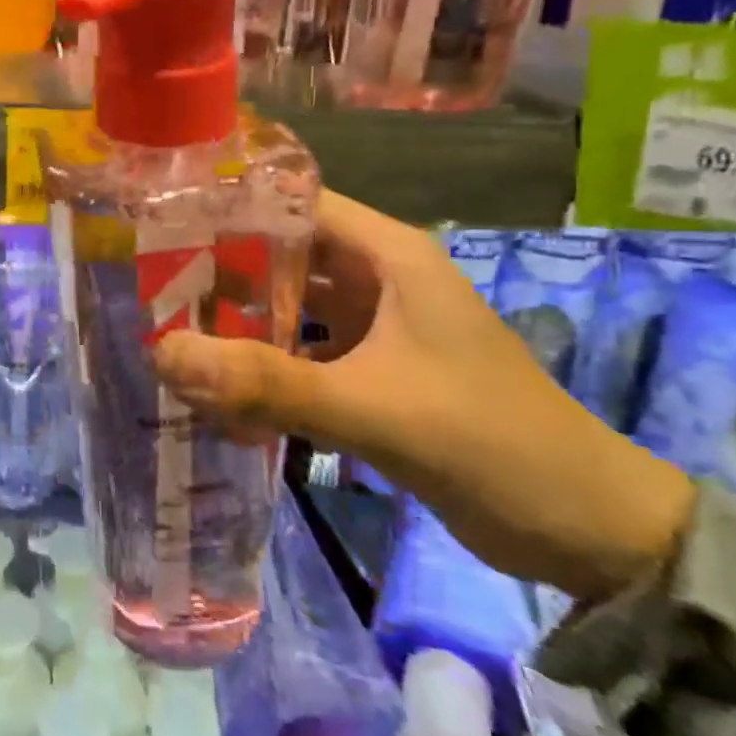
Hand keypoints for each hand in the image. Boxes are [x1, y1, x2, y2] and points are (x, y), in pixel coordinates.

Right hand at [155, 190, 695, 601]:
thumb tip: (163, 354)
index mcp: (388, 255)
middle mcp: (376, 278)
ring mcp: (373, 327)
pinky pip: (301, 353)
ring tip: (167, 329)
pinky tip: (216, 384)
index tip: (161, 225)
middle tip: (149, 287)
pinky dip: (262, 364)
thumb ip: (269, 382)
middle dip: (218, 270)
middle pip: (281, 255)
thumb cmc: (490, 443)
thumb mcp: (375, 408)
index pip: (293, 204)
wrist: (586, 531)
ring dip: (236, 321)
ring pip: (288, 306)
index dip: (229, 207)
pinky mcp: (371, 371)